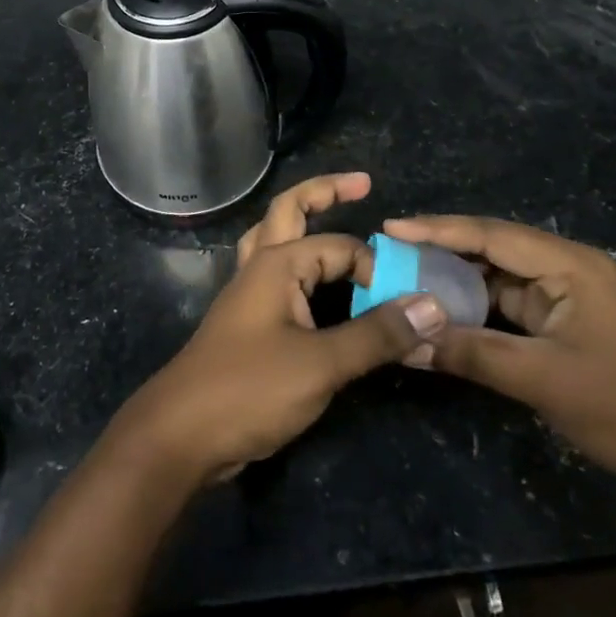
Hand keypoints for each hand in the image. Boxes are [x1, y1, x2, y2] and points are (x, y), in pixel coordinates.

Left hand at [111, 174, 446, 483]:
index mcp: (277, 263)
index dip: (376, 269)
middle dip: (325, 192)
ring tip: (329, 214)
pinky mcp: (246, 321)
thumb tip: (433, 305)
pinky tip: (312, 283)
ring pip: (275, 239)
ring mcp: (248, 292)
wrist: (182, 432)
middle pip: (290, 210)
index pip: (340, 247)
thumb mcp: (322, 363)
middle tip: (362, 184)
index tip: (406, 302)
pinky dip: (298, 266)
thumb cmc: (250, 388)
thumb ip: (377, 334)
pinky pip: (275, 275)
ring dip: (302, 221)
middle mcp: (259, 266)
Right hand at [384, 215, 615, 510]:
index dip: (438, 229)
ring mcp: (573, 296)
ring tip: (409, 277)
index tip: (390, 227)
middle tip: (391, 251)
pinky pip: (515, 304)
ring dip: (460, 280)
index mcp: (572, 266)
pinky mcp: (572, 323)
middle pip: (495, 248)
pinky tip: (448, 310)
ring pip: (503, 277)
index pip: (492, 235)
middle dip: (443, 249)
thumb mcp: (542, 379)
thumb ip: (471, 354)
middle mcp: (571, 269)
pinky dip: (481, 306)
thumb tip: (406, 344)